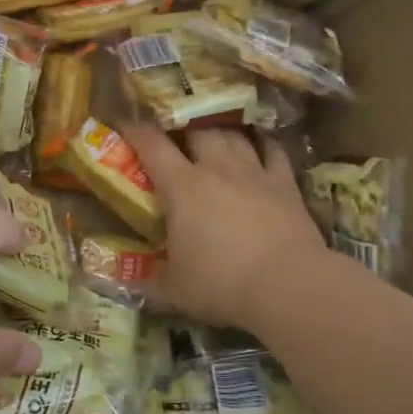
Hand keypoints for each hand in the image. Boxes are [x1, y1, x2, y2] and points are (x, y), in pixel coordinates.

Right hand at [123, 124, 324, 331]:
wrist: (288, 285)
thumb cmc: (221, 284)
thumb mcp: (174, 290)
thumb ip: (150, 281)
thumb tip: (127, 281)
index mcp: (182, 186)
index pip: (152, 145)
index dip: (135, 130)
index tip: (124, 123)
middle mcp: (217, 168)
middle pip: (197, 130)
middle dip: (182, 128)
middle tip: (175, 136)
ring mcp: (254, 172)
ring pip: (234, 135)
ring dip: (220, 131)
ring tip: (213, 135)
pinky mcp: (285, 184)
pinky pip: (273, 150)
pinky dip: (263, 143)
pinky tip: (259, 143)